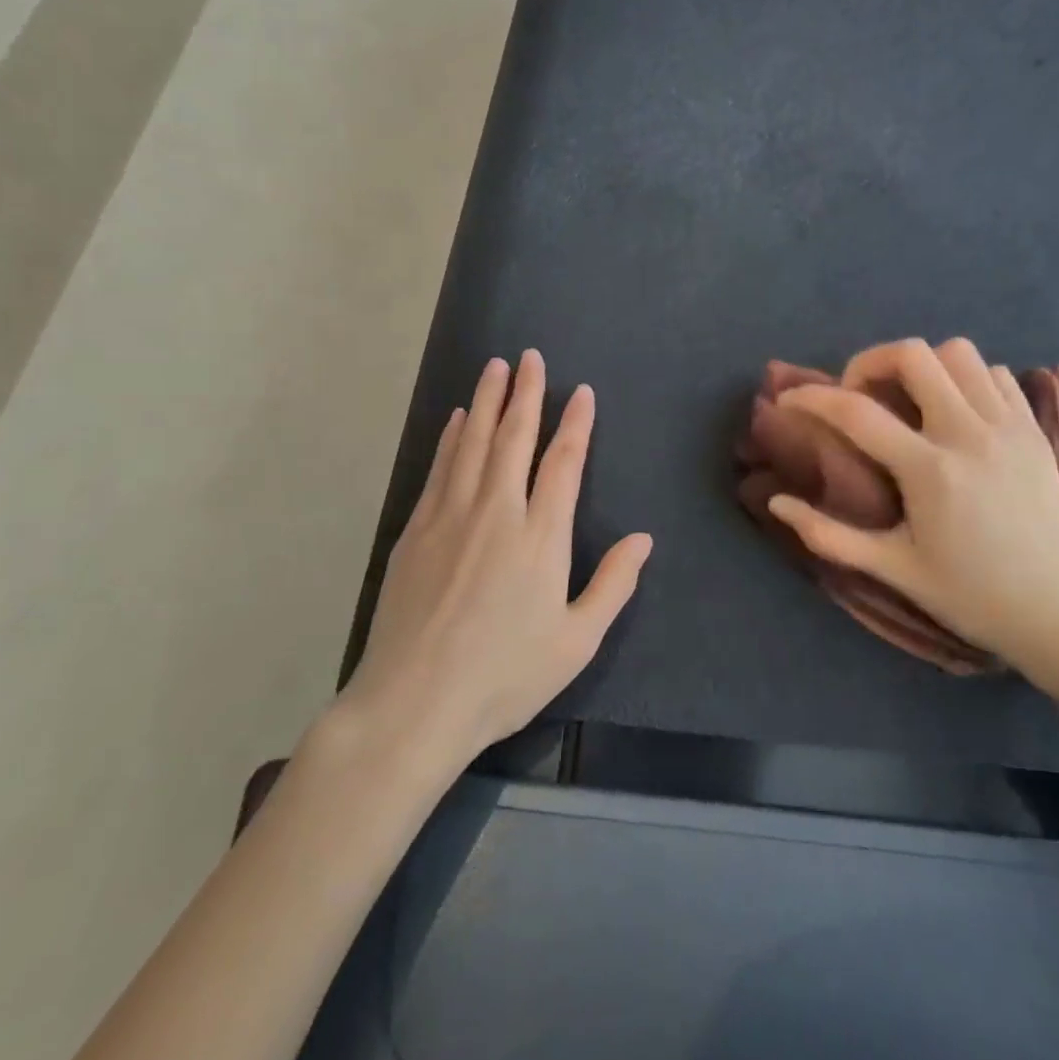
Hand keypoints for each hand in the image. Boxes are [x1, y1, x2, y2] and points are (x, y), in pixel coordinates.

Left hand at [344, 351, 652, 763]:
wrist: (415, 702)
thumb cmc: (505, 676)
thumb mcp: (576, 641)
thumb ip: (613, 584)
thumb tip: (644, 539)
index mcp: (541, 536)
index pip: (563, 463)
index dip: (575, 423)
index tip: (581, 392)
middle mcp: (497, 512)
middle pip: (514, 437)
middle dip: (526, 394)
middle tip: (529, 357)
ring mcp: (451, 516)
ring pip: (472, 442)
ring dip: (486, 402)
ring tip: (494, 368)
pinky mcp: (416, 529)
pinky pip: (439, 468)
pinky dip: (451, 437)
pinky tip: (455, 419)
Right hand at [767, 337, 1058, 675]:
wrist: (1055, 612)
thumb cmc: (967, 594)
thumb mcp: (892, 569)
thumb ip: (829, 536)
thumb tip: (777, 502)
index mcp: (931, 472)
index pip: (857, 411)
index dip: (812, 397)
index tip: (789, 399)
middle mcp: (970, 435)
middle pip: (914, 355)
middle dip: (870, 362)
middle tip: (858, 395)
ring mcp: (1009, 427)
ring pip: (959, 353)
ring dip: (922, 366)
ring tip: (907, 399)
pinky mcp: (1035, 431)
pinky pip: (996, 374)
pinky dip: (966, 379)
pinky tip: (954, 412)